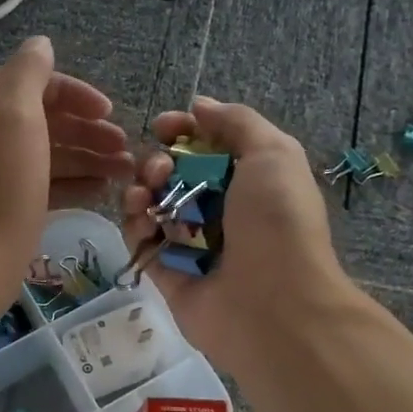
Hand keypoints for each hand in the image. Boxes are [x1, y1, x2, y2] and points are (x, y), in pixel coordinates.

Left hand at [0, 37, 133, 307]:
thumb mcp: (15, 115)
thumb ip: (29, 72)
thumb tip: (40, 44)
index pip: (27, 82)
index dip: (73, 94)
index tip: (109, 112)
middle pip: (37, 118)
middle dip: (85, 131)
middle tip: (124, 147)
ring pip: (41, 152)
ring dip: (85, 157)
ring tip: (125, 171)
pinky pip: (36, 182)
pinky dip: (68, 183)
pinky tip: (102, 190)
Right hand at [122, 97, 350, 372]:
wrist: (273, 305)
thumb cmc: (277, 222)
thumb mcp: (273, 153)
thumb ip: (237, 122)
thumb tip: (200, 106)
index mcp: (248, 180)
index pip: (205, 146)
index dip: (181, 131)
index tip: (163, 126)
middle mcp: (219, 209)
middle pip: (172, 173)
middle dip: (157, 162)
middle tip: (159, 171)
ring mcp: (191, 243)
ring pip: (151, 205)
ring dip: (140, 191)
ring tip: (144, 197)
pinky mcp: (166, 273)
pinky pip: (141, 241)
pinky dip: (135, 226)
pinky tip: (143, 224)